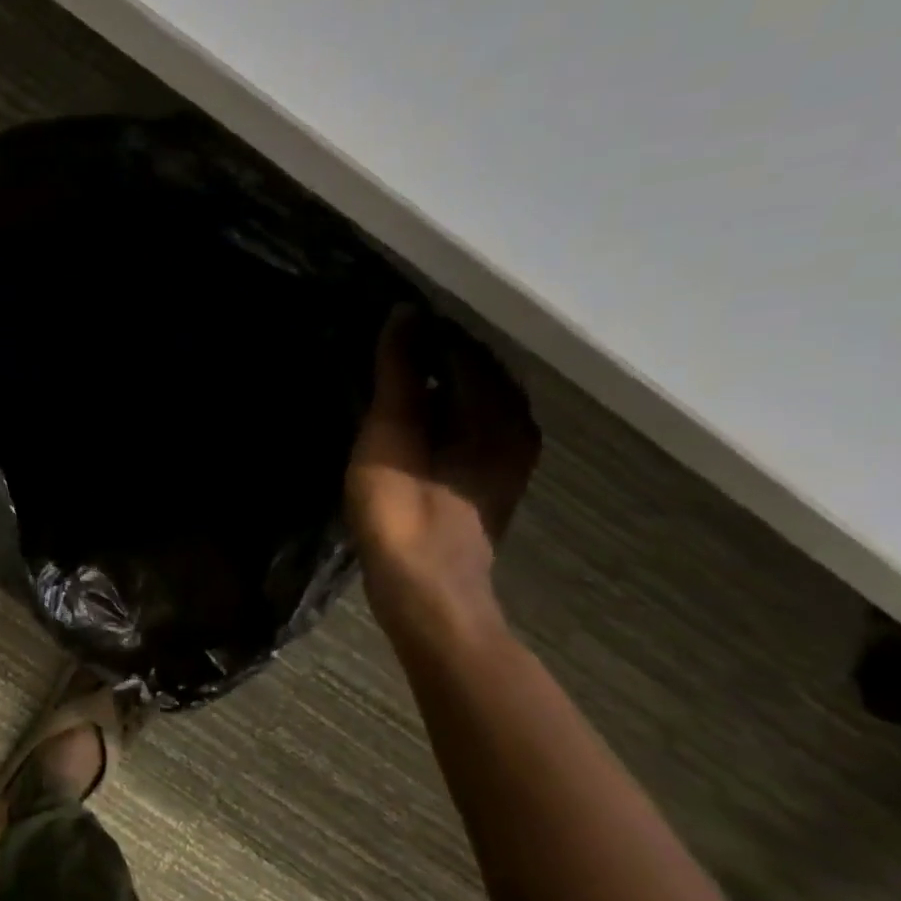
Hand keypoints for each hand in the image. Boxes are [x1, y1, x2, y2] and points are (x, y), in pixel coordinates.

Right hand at [345, 307, 540, 640]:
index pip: (464, 348)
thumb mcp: (393, 433)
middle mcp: (515, 426)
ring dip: (435, 382)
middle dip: (434, 353)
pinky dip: (439, 410)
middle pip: (474, 372)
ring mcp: (504, 456)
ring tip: (390, 371)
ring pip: (471, 400)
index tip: (387, 318)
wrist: (423, 587)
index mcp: (500, 411)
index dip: (427, 330)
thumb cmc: (404, 509)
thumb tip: (404, 312)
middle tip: (384, 341)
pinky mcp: (485, 480)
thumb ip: (400, 373)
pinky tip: (407, 415)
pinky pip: (466, 425)